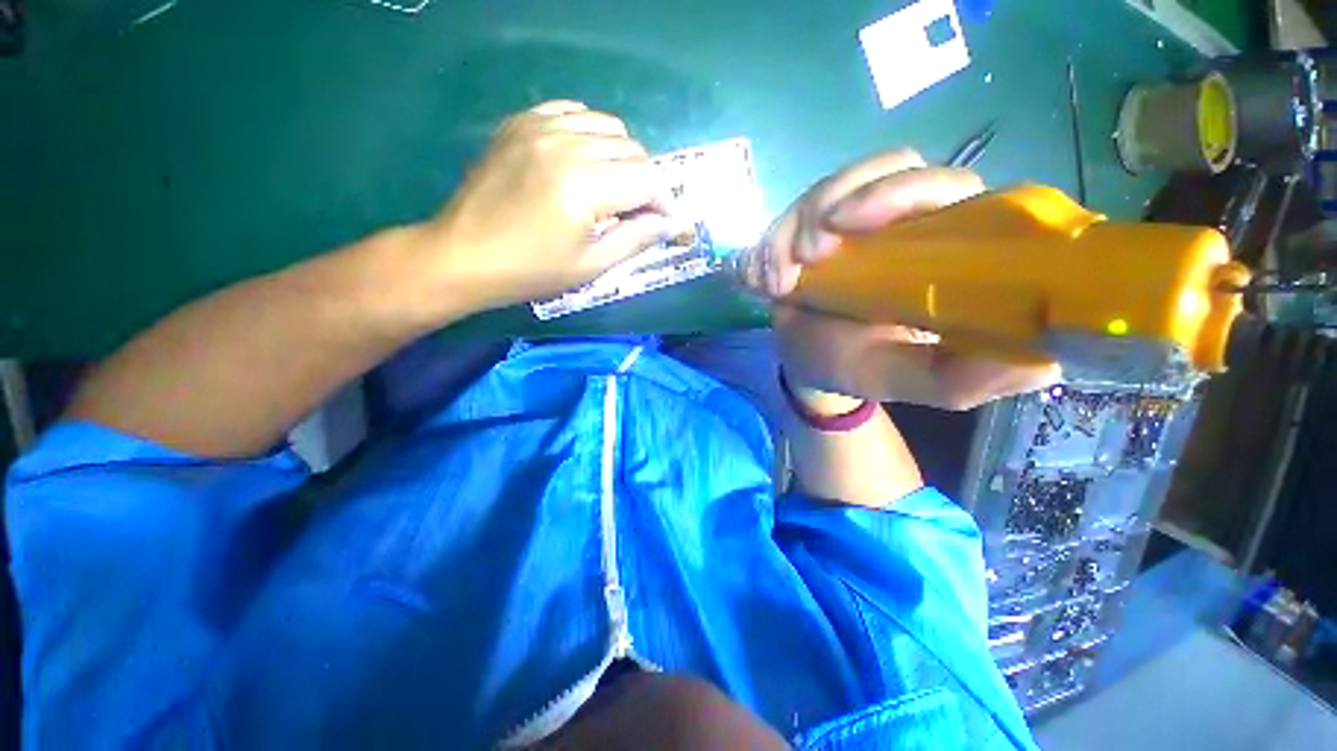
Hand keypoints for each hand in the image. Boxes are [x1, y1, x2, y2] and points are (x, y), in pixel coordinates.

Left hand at [416, 101, 683, 313]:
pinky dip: (590, 134)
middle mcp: (567, 144)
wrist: (463, 254)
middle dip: (645, 183)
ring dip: (621, 157)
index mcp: (585, 187)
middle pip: (633, 149)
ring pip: (608, 126)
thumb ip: (636, 239)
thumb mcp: (591, 265)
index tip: (663, 223)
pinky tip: (584, 160)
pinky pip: (573, 112)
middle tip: (634, 213)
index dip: (664, 202)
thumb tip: (673, 224)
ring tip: (610, 188)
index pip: (649, 179)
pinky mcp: (521, 122)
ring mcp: (540, 126)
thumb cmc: (531, 271)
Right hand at [745, 150, 1060, 409]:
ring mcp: (855, 219)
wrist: (808, 364)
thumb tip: (1046, 358)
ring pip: (832, 186)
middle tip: (807, 255)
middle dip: (835, 202)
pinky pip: (793, 210)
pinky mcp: (814, 225)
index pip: (948, 187)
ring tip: (777, 280)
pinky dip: (771, 240)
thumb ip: (969, 376)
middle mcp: (907, 222)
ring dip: (794, 227)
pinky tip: (763, 278)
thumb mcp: (914, 380)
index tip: (850, 225)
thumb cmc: (861, 367)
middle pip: (888, 167)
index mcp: (947, 249)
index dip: (901, 191)